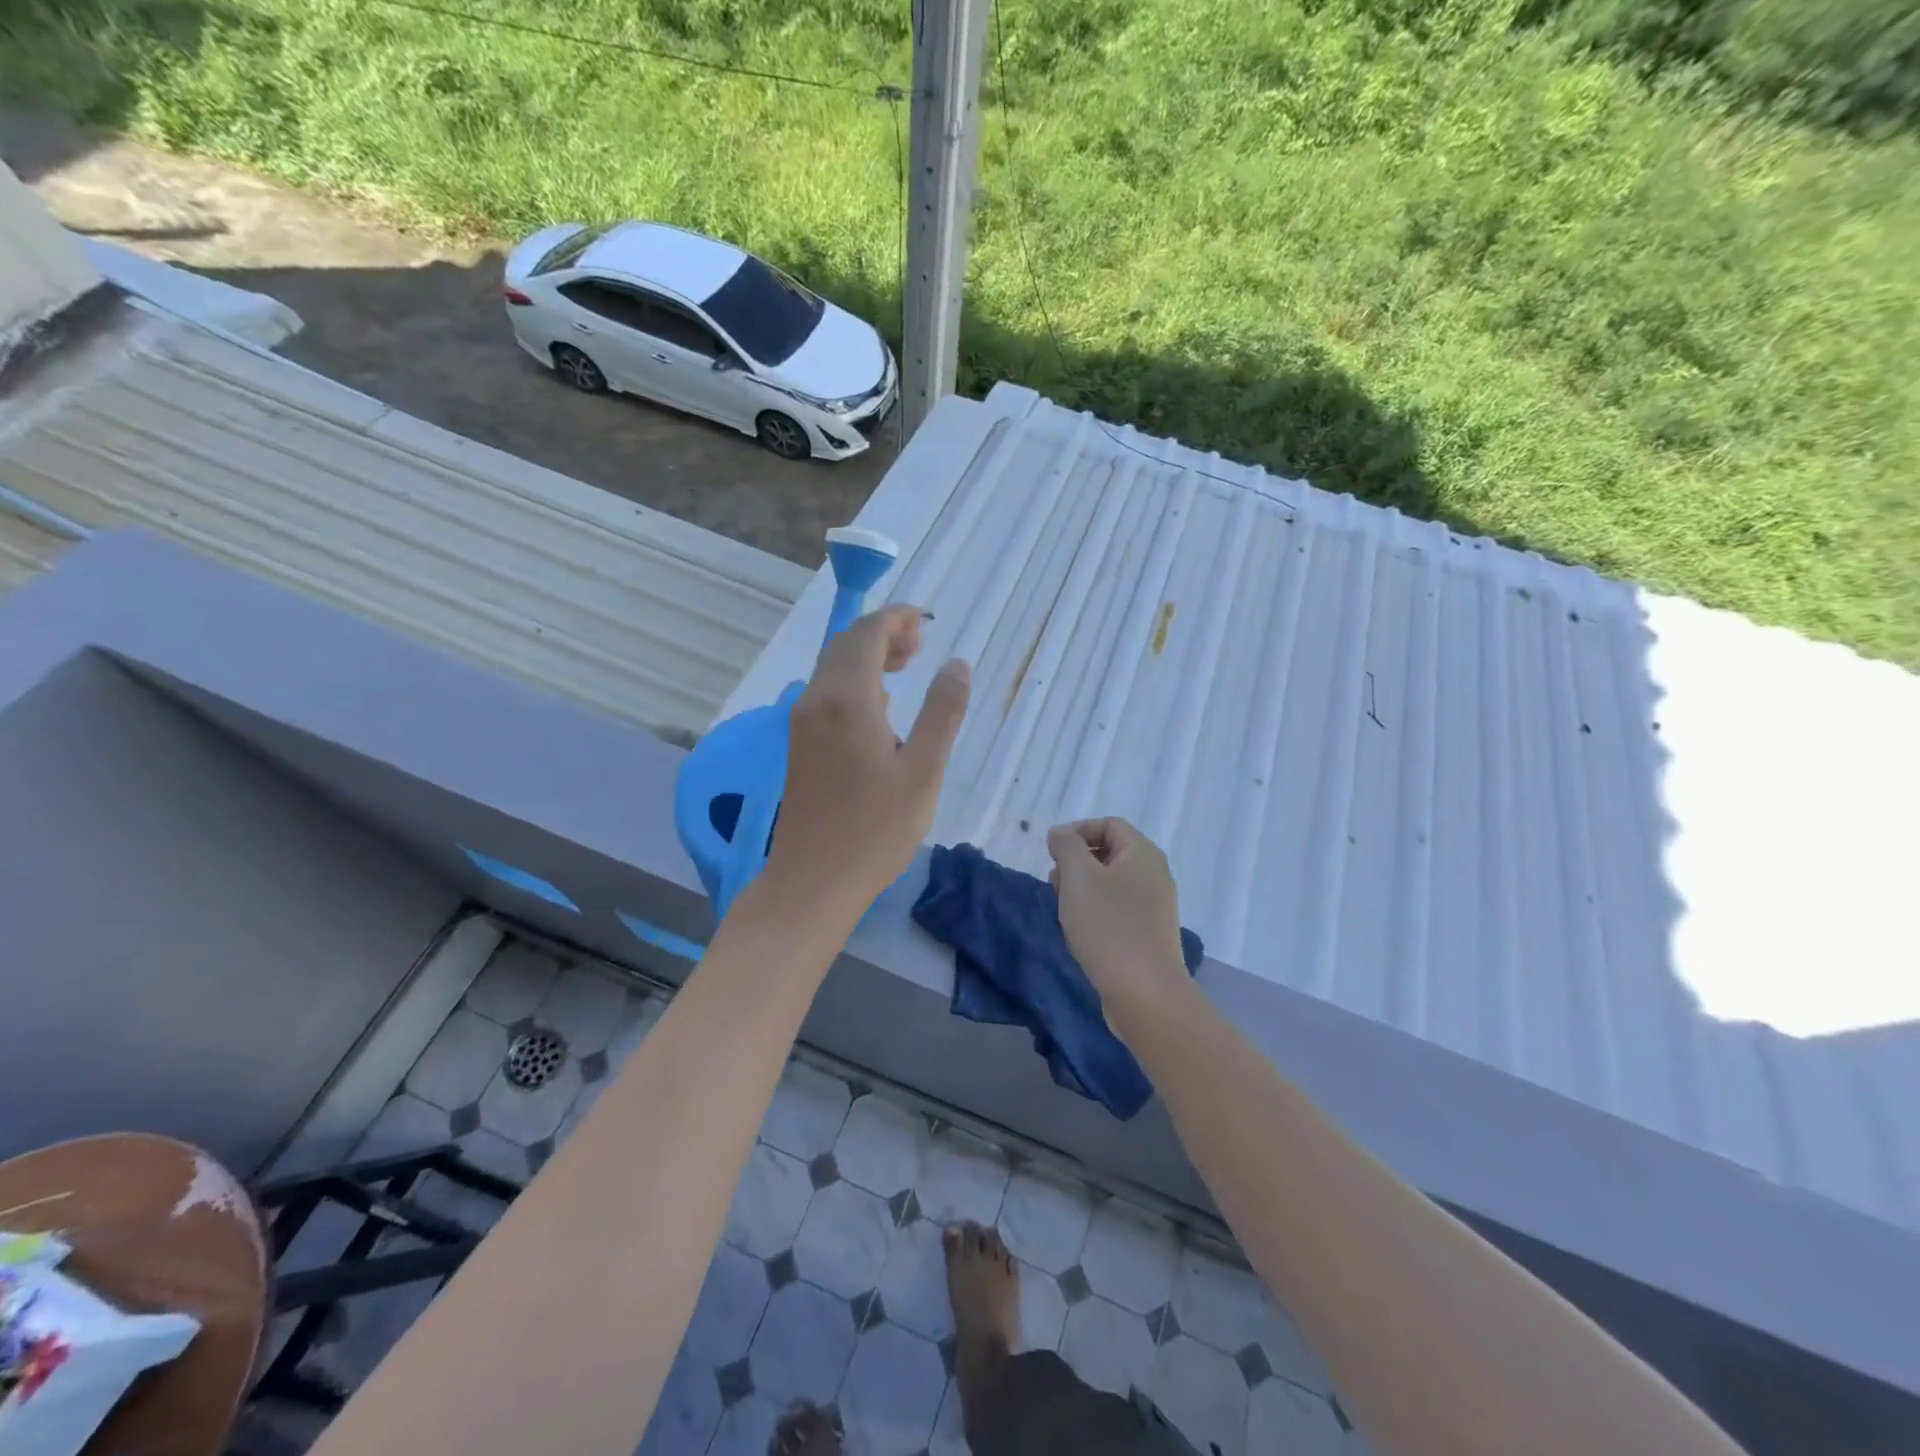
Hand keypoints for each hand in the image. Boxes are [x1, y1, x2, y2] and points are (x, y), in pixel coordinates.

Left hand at [765, 605, 970, 913]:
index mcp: (848, 699)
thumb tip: (957, 663)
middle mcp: (817, 699)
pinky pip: (827, 692)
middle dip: (884, 634)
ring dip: (868, 656)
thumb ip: (942, 712)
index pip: (868, 633)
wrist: (813, 879)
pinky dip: (855, 682)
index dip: (898, 618)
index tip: (928, 622)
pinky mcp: (800, 743)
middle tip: (922, 647)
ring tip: (908, 668)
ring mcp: (803, 722)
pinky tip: (882, 708)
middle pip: (846, 644)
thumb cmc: (876, 829)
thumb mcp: (924, 770)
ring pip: (833, 667)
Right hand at [1047, 818, 1191, 1026]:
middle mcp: (1154, 875)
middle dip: (1077, 860)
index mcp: (1143, 854)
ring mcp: (1154, 906)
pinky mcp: (1148, 934)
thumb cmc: (1108, 926)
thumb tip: (1061, 834)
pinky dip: (1095, 909)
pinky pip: (1118, 908)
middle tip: (1054, 880)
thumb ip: (1066, 846)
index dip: (1077, 830)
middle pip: (1111, 852)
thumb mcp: (1078, 877)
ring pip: (1112, 882)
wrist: (1144, 993)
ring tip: (1062, 906)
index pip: (1109, 824)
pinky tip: (1079, 929)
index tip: (1051, 851)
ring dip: (1083, 887)